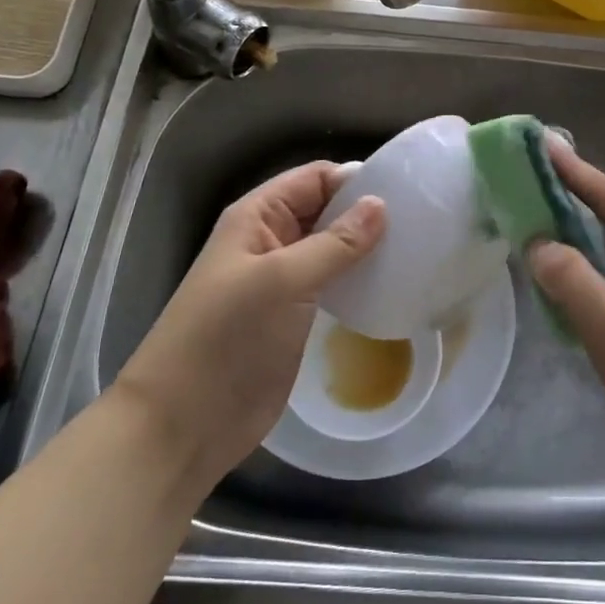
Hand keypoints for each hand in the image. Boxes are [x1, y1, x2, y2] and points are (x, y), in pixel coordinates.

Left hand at [116, 162, 384, 495]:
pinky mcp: (293, 316)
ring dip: (365, 248)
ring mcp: (282, 281)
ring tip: (414, 251)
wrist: (184, 425)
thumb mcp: (282, 281)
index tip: (406, 193)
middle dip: (365, 213)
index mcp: (257, 217)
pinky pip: (331, 284)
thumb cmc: (227, 339)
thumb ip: (334, 242)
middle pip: (325, 209)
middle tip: (421, 223)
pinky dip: (357, 280)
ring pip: (331, 248)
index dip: (355, 180)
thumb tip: (380, 204)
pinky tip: (389, 285)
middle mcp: (270, 240)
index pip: (314, 178)